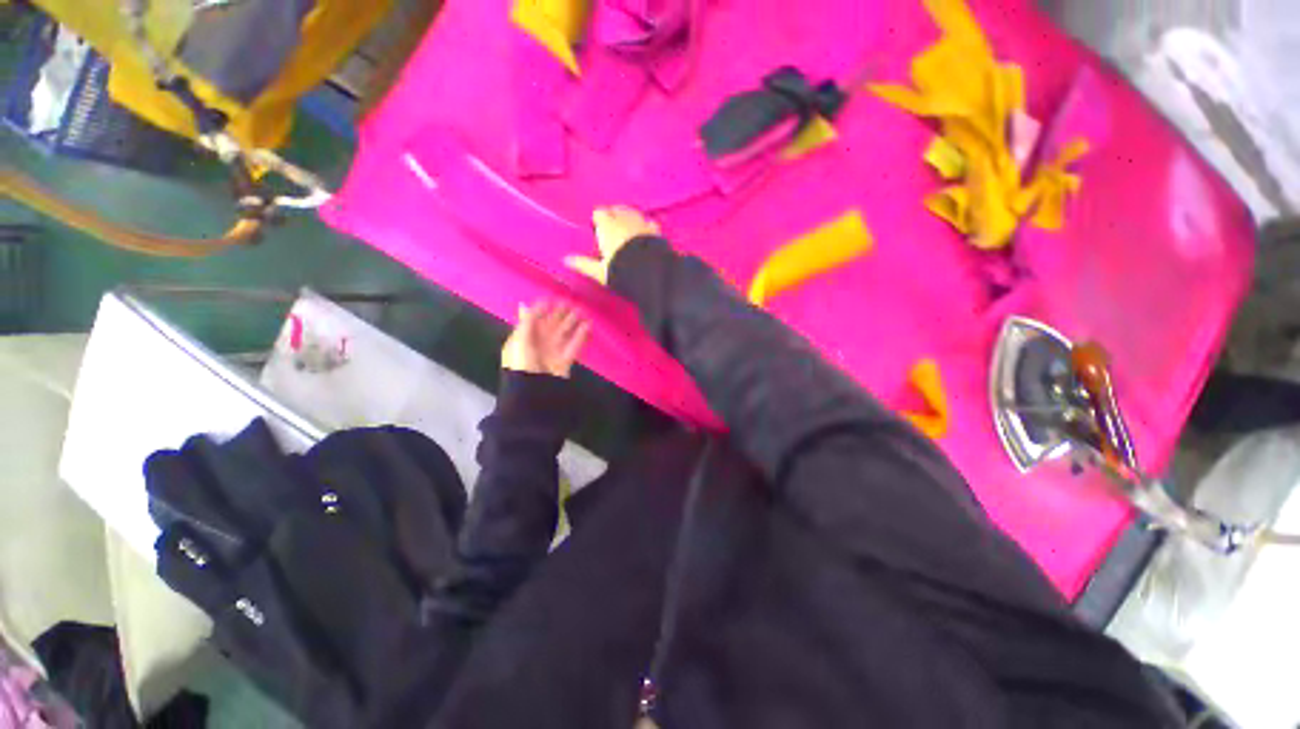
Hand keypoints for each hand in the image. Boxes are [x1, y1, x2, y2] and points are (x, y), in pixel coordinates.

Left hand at [502, 301, 589, 377]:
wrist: (532, 391)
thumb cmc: (522, 364)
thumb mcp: (520, 341)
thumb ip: (527, 322)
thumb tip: (525, 304)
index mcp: (524, 338)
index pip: (534, 319)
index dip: (544, 308)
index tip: (555, 297)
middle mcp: (538, 343)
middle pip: (551, 325)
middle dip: (560, 313)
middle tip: (572, 301)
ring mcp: (552, 351)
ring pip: (564, 333)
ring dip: (573, 322)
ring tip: (582, 310)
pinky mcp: (565, 360)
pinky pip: (574, 345)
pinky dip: (581, 335)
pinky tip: (588, 325)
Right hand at [565, 206, 660, 284]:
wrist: (649, 273)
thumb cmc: (620, 270)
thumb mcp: (599, 271)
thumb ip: (584, 264)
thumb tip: (566, 260)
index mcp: (607, 226)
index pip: (599, 213)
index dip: (598, 220)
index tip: (597, 229)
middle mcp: (624, 220)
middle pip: (616, 209)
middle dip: (613, 216)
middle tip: (612, 230)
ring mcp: (641, 223)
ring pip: (633, 212)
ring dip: (628, 217)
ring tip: (627, 228)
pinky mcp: (656, 231)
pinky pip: (649, 222)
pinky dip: (645, 225)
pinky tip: (645, 232)